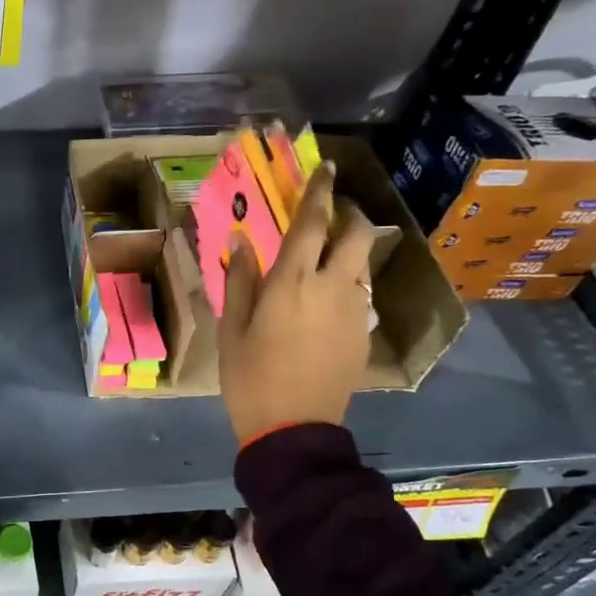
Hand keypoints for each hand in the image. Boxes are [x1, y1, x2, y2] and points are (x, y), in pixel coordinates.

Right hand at [217, 164, 373, 443]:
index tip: (326, 168)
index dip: (320, 191)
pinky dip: (346, 282)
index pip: (313, 222)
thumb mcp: (231, 328)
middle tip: (330, 212)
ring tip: (324, 256)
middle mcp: (332, 287)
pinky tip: (324, 301)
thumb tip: (240, 239)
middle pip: (356, 234)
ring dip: (348, 248)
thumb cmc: (250, 377)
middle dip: (348, 213)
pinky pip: (359, 293)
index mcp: (292, 282)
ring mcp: (354, 310)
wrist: (293, 428)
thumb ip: (239, 280)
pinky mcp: (363, 332)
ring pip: (361, 263)